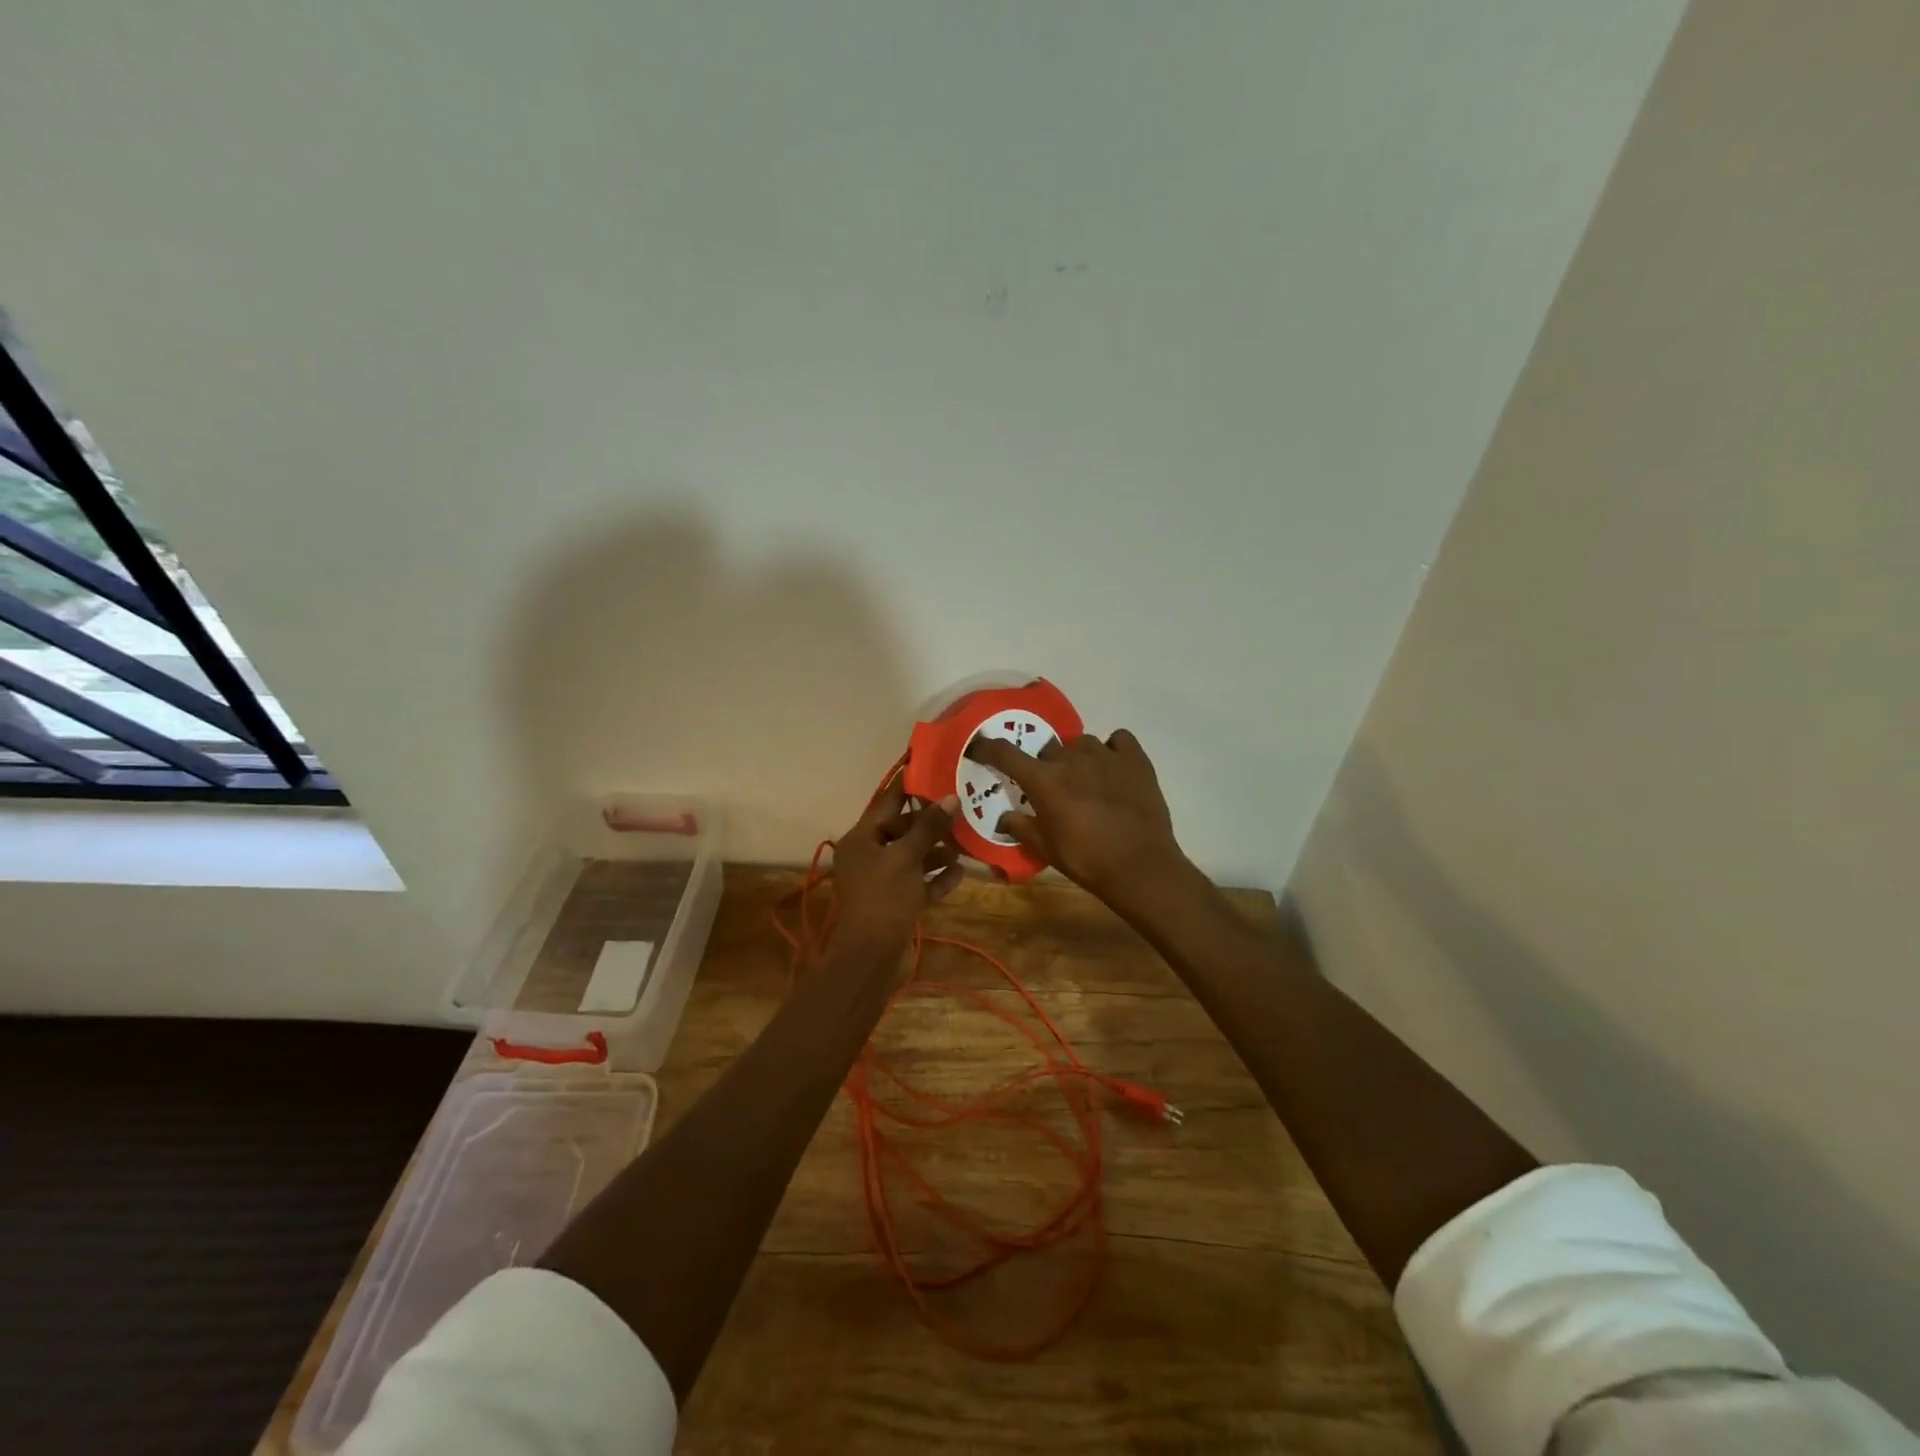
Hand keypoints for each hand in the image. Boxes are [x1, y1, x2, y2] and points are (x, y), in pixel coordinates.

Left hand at [829, 779, 961, 957]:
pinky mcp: (895, 903)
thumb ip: (928, 828)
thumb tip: (950, 797)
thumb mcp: (906, 858)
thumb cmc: (883, 899)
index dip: (909, 786)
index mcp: (861, 839)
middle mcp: (869, 856)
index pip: (887, 802)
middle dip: (931, 823)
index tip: (934, 768)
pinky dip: (936, 878)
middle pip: (902, 830)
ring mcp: (882, 881)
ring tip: (965, 843)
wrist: (869, 958)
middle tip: (961, 810)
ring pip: (913, 857)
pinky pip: (918, 883)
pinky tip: (961, 872)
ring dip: (936, 851)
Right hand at [965, 730, 1191, 917]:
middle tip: (1053, 787)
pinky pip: (1118, 740)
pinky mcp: (1135, 758)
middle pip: (1049, 749)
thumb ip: (1021, 828)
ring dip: (1077, 758)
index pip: (1006, 753)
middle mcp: (1071, 759)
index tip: (980, 747)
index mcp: (1044, 780)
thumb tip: (1003, 817)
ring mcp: (1105, 755)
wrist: (1141, 867)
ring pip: (1082, 744)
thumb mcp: (1046, 849)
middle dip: (1046, 765)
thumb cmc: (1087, 860)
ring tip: (1086, 780)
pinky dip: (1113, 750)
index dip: (988, 748)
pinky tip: (1114, 769)